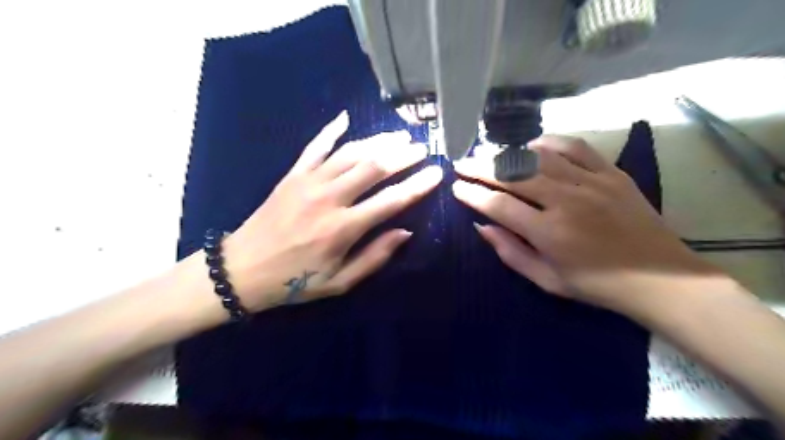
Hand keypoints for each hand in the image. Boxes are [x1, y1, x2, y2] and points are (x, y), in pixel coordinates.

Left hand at [223, 113, 439, 311]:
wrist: (241, 269)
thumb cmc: (295, 281)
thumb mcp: (339, 282)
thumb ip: (374, 257)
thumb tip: (405, 232)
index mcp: (343, 228)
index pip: (390, 200)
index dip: (417, 186)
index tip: (436, 173)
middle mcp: (329, 198)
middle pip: (373, 167)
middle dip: (402, 156)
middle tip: (422, 148)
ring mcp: (308, 181)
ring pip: (350, 153)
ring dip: (377, 142)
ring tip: (399, 135)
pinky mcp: (292, 175)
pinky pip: (315, 146)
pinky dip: (331, 130)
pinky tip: (346, 118)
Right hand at [451, 135, 714, 313]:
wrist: (660, 278)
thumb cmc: (597, 285)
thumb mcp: (547, 280)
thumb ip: (510, 252)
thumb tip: (481, 226)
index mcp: (548, 232)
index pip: (498, 205)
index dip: (472, 194)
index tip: (455, 187)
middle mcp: (566, 201)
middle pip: (512, 175)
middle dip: (480, 168)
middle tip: (462, 163)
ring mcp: (591, 183)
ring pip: (539, 157)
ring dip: (508, 154)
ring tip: (490, 155)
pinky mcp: (611, 173)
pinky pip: (575, 147)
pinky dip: (549, 143)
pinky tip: (533, 146)